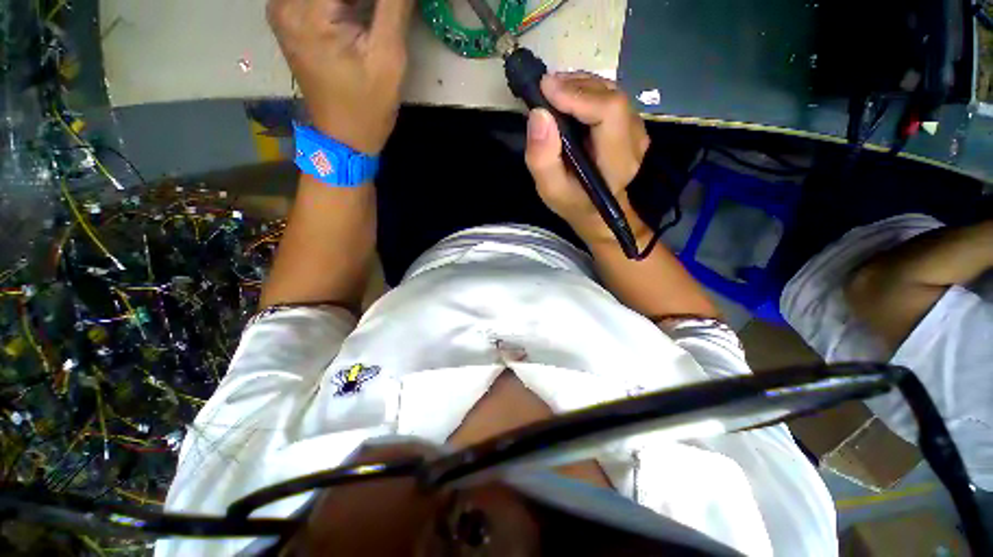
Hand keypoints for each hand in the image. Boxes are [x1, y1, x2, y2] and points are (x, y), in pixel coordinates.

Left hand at [267, 0, 414, 153]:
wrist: (344, 138)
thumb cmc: (368, 107)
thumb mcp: (388, 58)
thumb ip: (393, 6)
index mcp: (307, 12)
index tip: (390, 8)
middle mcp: (284, 2)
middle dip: (367, 2)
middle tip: (384, 14)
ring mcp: (282, 8)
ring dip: (356, 3)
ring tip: (374, 18)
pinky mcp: (288, 17)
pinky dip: (342, 4)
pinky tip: (359, 16)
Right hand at [524, 72, 650, 241]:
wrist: (595, 209)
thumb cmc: (572, 202)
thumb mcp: (551, 189)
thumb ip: (542, 158)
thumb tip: (538, 114)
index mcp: (617, 161)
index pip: (609, 112)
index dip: (578, 95)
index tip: (545, 88)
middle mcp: (635, 140)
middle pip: (611, 96)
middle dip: (575, 86)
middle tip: (545, 88)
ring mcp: (637, 129)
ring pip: (611, 91)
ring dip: (580, 85)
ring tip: (553, 92)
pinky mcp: (631, 123)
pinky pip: (610, 96)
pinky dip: (587, 91)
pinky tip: (569, 99)